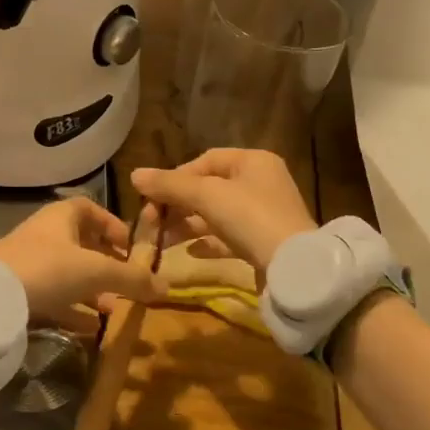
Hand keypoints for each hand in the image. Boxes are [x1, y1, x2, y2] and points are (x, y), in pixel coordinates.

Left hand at [0, 197, 163, 330]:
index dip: (114, 226)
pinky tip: (91, 329)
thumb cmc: (48, 268)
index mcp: (62, 216)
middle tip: (128, 283)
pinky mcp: (20, 290)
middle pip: (82, 244)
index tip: (132, 248)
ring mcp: (31, 262)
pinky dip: (73, 309)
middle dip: (107, 264)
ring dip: (92, 289)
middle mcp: (46, 234)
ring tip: (115, 309)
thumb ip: (132, 278)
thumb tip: (166, 286)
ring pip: (69, 273)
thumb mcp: (97, 271)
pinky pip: (54, 297)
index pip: (92, 210)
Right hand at [131, 149, 316, 271]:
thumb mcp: (207, 196)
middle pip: (209, 188)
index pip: (206, 160)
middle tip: (151, 222)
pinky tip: (189, 252)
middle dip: (177, 204)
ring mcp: (264, 215)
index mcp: (253, 161)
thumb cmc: (251, 218)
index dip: (176, 177)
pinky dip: (208, 242)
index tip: (153, 197)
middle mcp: (261, 183)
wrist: (294, 269)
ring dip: (187, 225)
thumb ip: (170, 185)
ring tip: (161, 241)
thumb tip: (134, 175)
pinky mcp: (264, 243)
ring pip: (216, 214)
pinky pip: (229, 237)